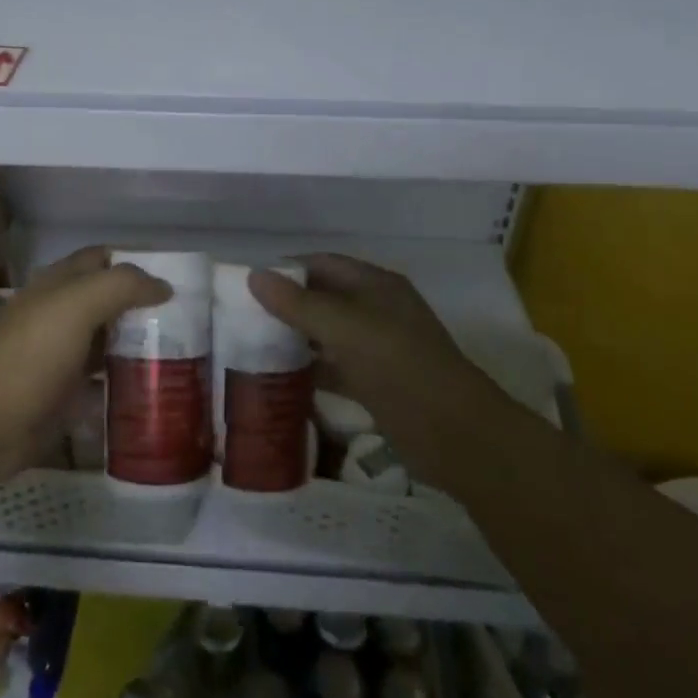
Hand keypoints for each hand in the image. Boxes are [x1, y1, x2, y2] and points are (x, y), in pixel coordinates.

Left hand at [0, 247, 168, 489]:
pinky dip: (126, 387)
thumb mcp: (76, 306)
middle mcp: (61, 316)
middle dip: (145, 308)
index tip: (178, 279)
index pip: (102, 260)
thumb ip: (122, 286)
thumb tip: (164, 285)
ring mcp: (61, 359)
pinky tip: (157, 394)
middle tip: (191, 323)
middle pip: (109, 303)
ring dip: (139, 348)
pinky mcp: (62, 399)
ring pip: (108, 344)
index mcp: (59, 285)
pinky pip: (102, 386)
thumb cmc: (27, 355)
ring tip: (186, 358)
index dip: (136, 262)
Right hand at [249, 254, 484, 484]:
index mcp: (376, 285)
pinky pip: (336, 368)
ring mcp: (379, 349)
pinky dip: (312, 371)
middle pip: (325, 298)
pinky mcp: (378, 384)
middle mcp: (377, 310)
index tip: (248, 284)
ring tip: (253, 347)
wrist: (455, 434)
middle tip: (242, 318)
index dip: (287, 269)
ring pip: (328, 335)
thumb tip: (254, 276)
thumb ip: (298, 304)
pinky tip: (280, 381)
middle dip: (287, 305)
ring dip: (297, 339)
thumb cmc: (399, 366)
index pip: (323, 264)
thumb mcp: (345, 328)